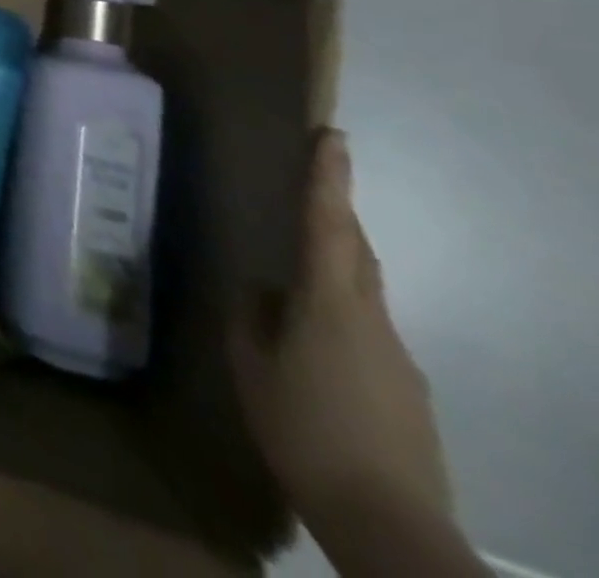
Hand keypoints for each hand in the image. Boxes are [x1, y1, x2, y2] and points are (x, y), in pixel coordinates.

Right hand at [231, 131, 451, 537]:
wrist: (388, 522)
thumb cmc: (302, 428)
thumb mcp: (251, 365)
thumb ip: (253, 318)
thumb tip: (261, 290)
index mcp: (329, 304)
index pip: (328, 224)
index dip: (329, 178)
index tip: (334, 137)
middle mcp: (371, 319)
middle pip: (357, 252)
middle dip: (338, 212)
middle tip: (313, 183)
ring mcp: (396, 356)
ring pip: (362, 292)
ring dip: (336, 265)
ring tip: (294, 271)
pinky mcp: (406, 389)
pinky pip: (366, 332)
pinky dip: (338, 316)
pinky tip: (310, 349)